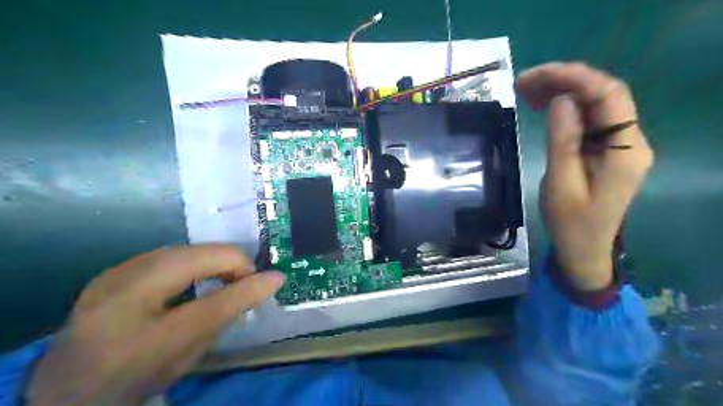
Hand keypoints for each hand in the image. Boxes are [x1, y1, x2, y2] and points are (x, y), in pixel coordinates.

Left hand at [25, 244, 285, 405]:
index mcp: (144, 303)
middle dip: (230, 268)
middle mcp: (126, 277)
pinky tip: (187, 288)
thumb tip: (275, 278)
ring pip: (186, 251)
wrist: (67, 395)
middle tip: (239, 291)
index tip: (260, 291)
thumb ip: (235, 308)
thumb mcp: (191, 348)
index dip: (249, 276)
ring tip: (217, 288)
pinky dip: (189, 268)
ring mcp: (116, 271)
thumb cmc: (136, 376)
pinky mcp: (113, 271)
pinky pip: (168, 257)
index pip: (216, 275)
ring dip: (210, 266)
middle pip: (202, 253)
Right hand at [517, 62, 652, 291]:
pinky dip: (565, 108)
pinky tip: (542, 107)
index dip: (575, 78)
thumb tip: (561, 100)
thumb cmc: (571, 222)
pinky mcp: (606, 150)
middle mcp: (630, 140)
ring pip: (595, 104)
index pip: (609, 96)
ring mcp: (620, 144)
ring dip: (563, 91)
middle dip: (565, 81)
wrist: (583, 249)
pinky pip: (589, 119)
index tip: (538, 76)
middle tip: (524, 83)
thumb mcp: (561, 184)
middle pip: (604, 95)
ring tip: (527, 91)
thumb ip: (564, 140)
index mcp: (626, 150)